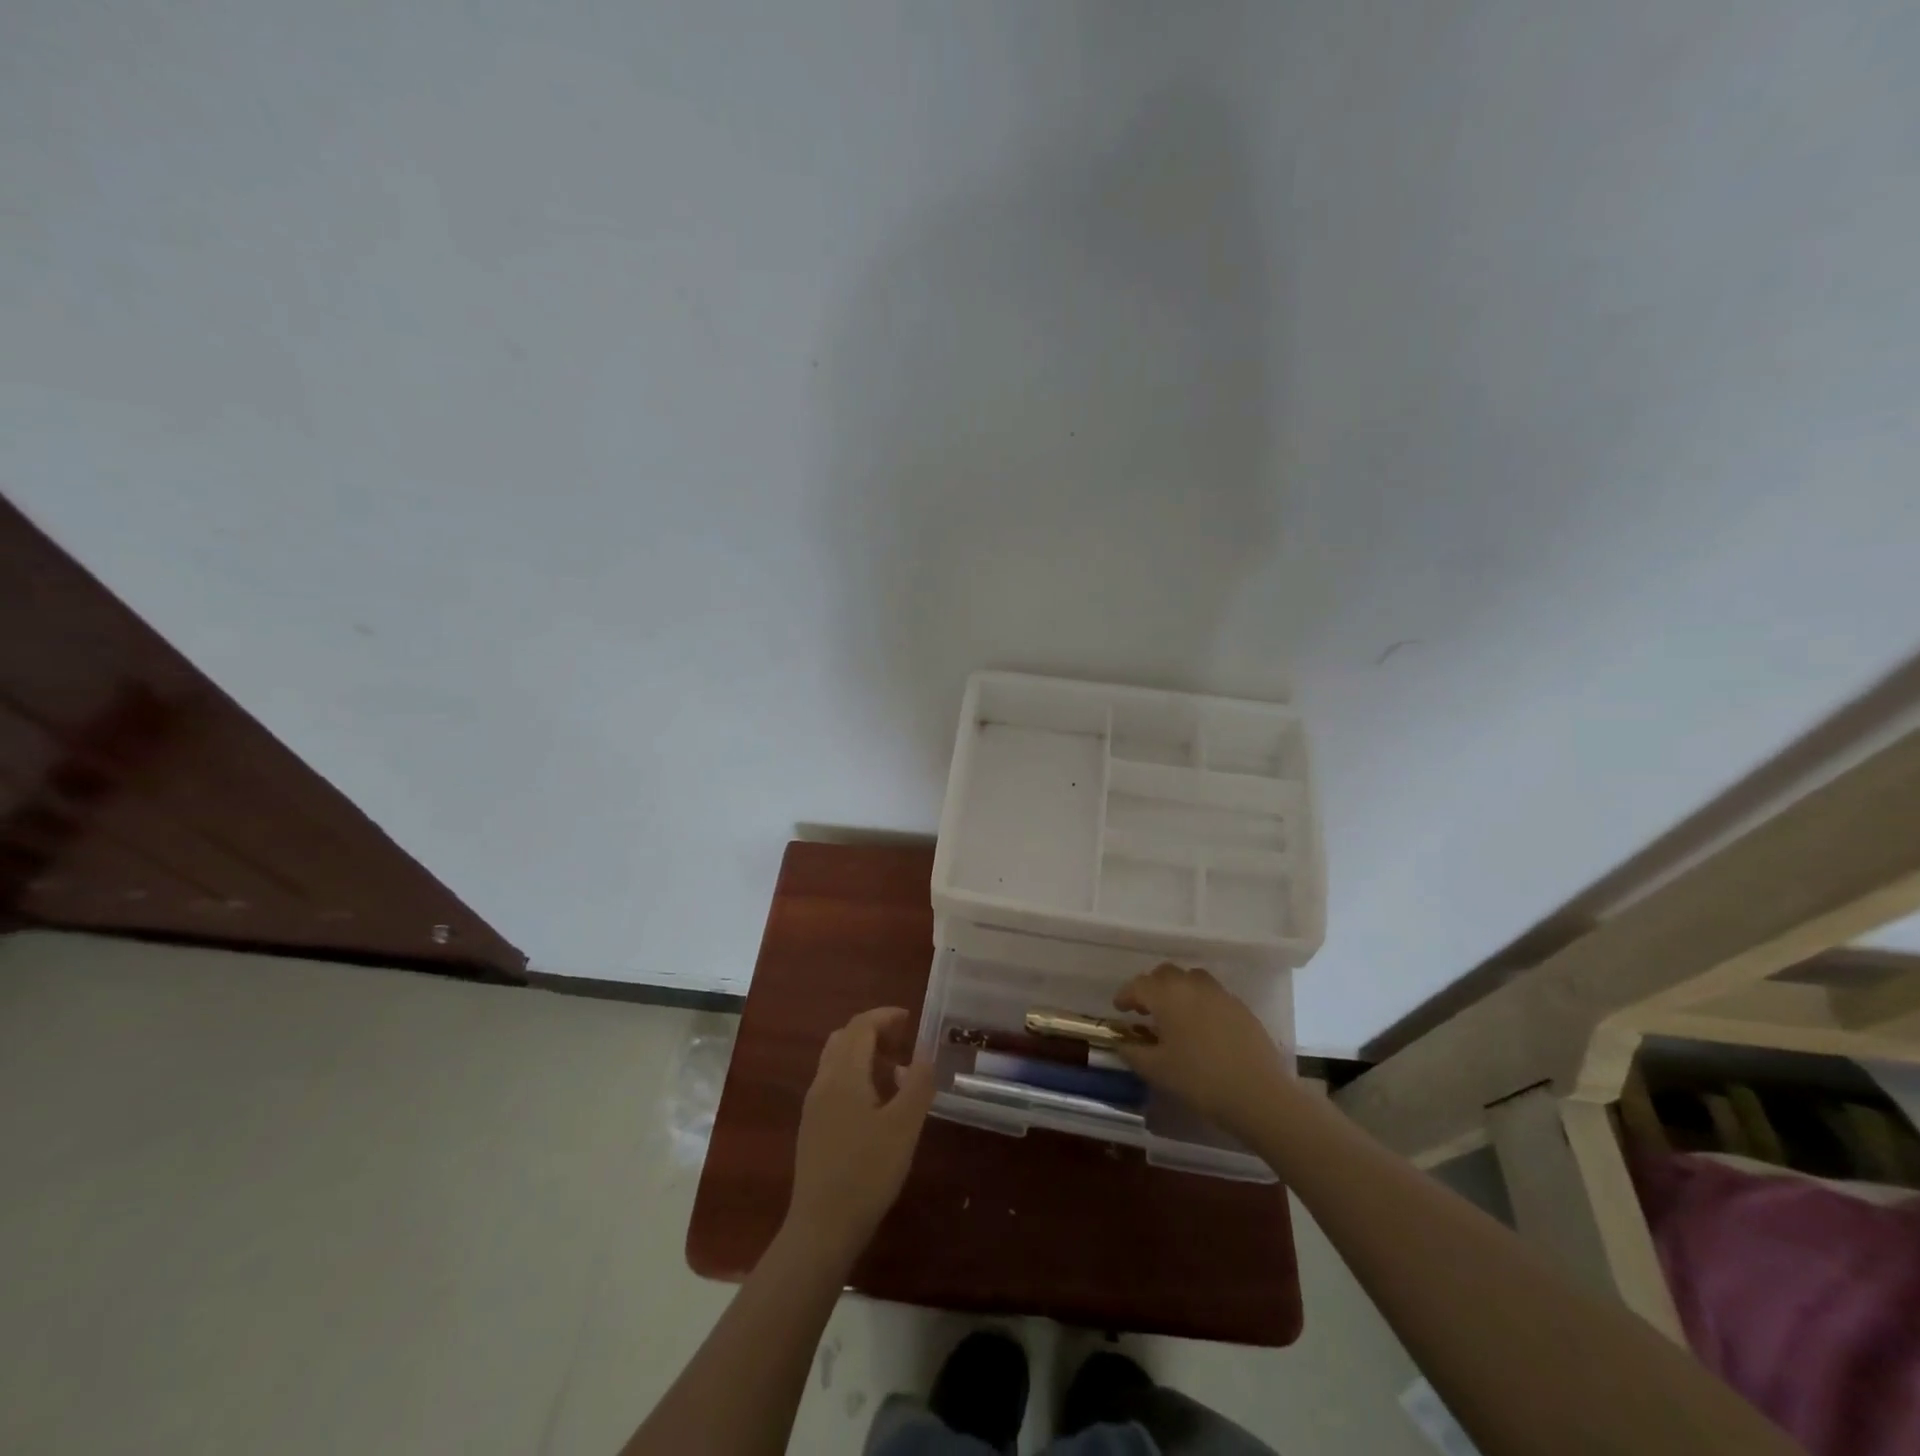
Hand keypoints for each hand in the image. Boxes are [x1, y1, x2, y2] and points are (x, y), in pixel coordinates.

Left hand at [785, 1007, 936, 1257]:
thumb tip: (924, 1054)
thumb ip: (918, 1085)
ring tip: (893, 1071)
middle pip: (845, 1038)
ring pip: (836, 1060)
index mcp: (844, 1074)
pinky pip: (833, 1082)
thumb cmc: (867, 1172)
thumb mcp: (904, 1127)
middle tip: (903, 1042)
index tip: (910, 1019)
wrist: (822, 1227)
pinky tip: (875, 1102)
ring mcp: (813, 1105)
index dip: (885, 1016)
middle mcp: (823, 1081)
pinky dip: (854, 1074)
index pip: (860, 1026)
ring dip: (863, 1053)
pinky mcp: (812, 1127)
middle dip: (873, 1031)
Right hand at [1114, 964, 1292, 1137]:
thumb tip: (1122, 1043)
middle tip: (1145, 1009)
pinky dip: (1200, 1001)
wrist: (1258, 1094)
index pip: (1138, 985)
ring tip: (1175, 1012)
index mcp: (1167, 996)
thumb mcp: (1156, 1070)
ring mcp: (1220, 994)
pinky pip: (1213, 994)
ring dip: (1178, 989)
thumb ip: (1133, 1052)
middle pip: (1165, 974)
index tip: (1119, 1009)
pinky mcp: (1240, 1007)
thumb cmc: (1199, 1080)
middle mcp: (1192, 986)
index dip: (1125, 995)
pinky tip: (1202, 1026)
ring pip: (1191, 978)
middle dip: (1151, 987)